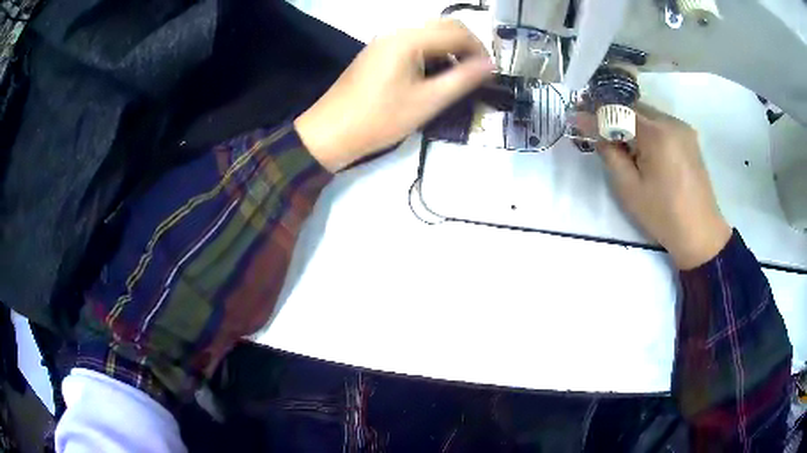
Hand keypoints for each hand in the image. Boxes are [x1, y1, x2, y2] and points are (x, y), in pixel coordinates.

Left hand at [294, 19, 493, 171]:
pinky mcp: (378, 53)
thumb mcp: (427, 101)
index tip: (490, 74)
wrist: (330, 132)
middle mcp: (396, 33)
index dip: (479, 50)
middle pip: (443, 27)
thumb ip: (462, 79)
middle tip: (477, 75)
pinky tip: (433, 77)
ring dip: (449, 51)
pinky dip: (431, 55)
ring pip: (428, 35)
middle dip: (466, 47)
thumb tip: (491, 65)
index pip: (457, 31)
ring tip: (457, 79)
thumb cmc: (380, 119)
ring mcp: (384, 42)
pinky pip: (413, 45)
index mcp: (409, 39)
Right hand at [594, 105, 731, 269]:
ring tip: (621, 145)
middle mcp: (671, 122)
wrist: (700, 233)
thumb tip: (590, 127)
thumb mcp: (629, 189)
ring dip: (631, 123)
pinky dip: (647, 130)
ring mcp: (683, 128)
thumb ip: (609, 153)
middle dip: (614, 116)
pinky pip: (661, 124)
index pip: (619, 111)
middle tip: (598, 132)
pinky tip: (644, 150)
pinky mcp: (689, 138)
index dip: (596, 113)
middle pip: (634, 108)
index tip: (576, 115)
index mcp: (656, 134)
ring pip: (648, 114)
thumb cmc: (663, 215)